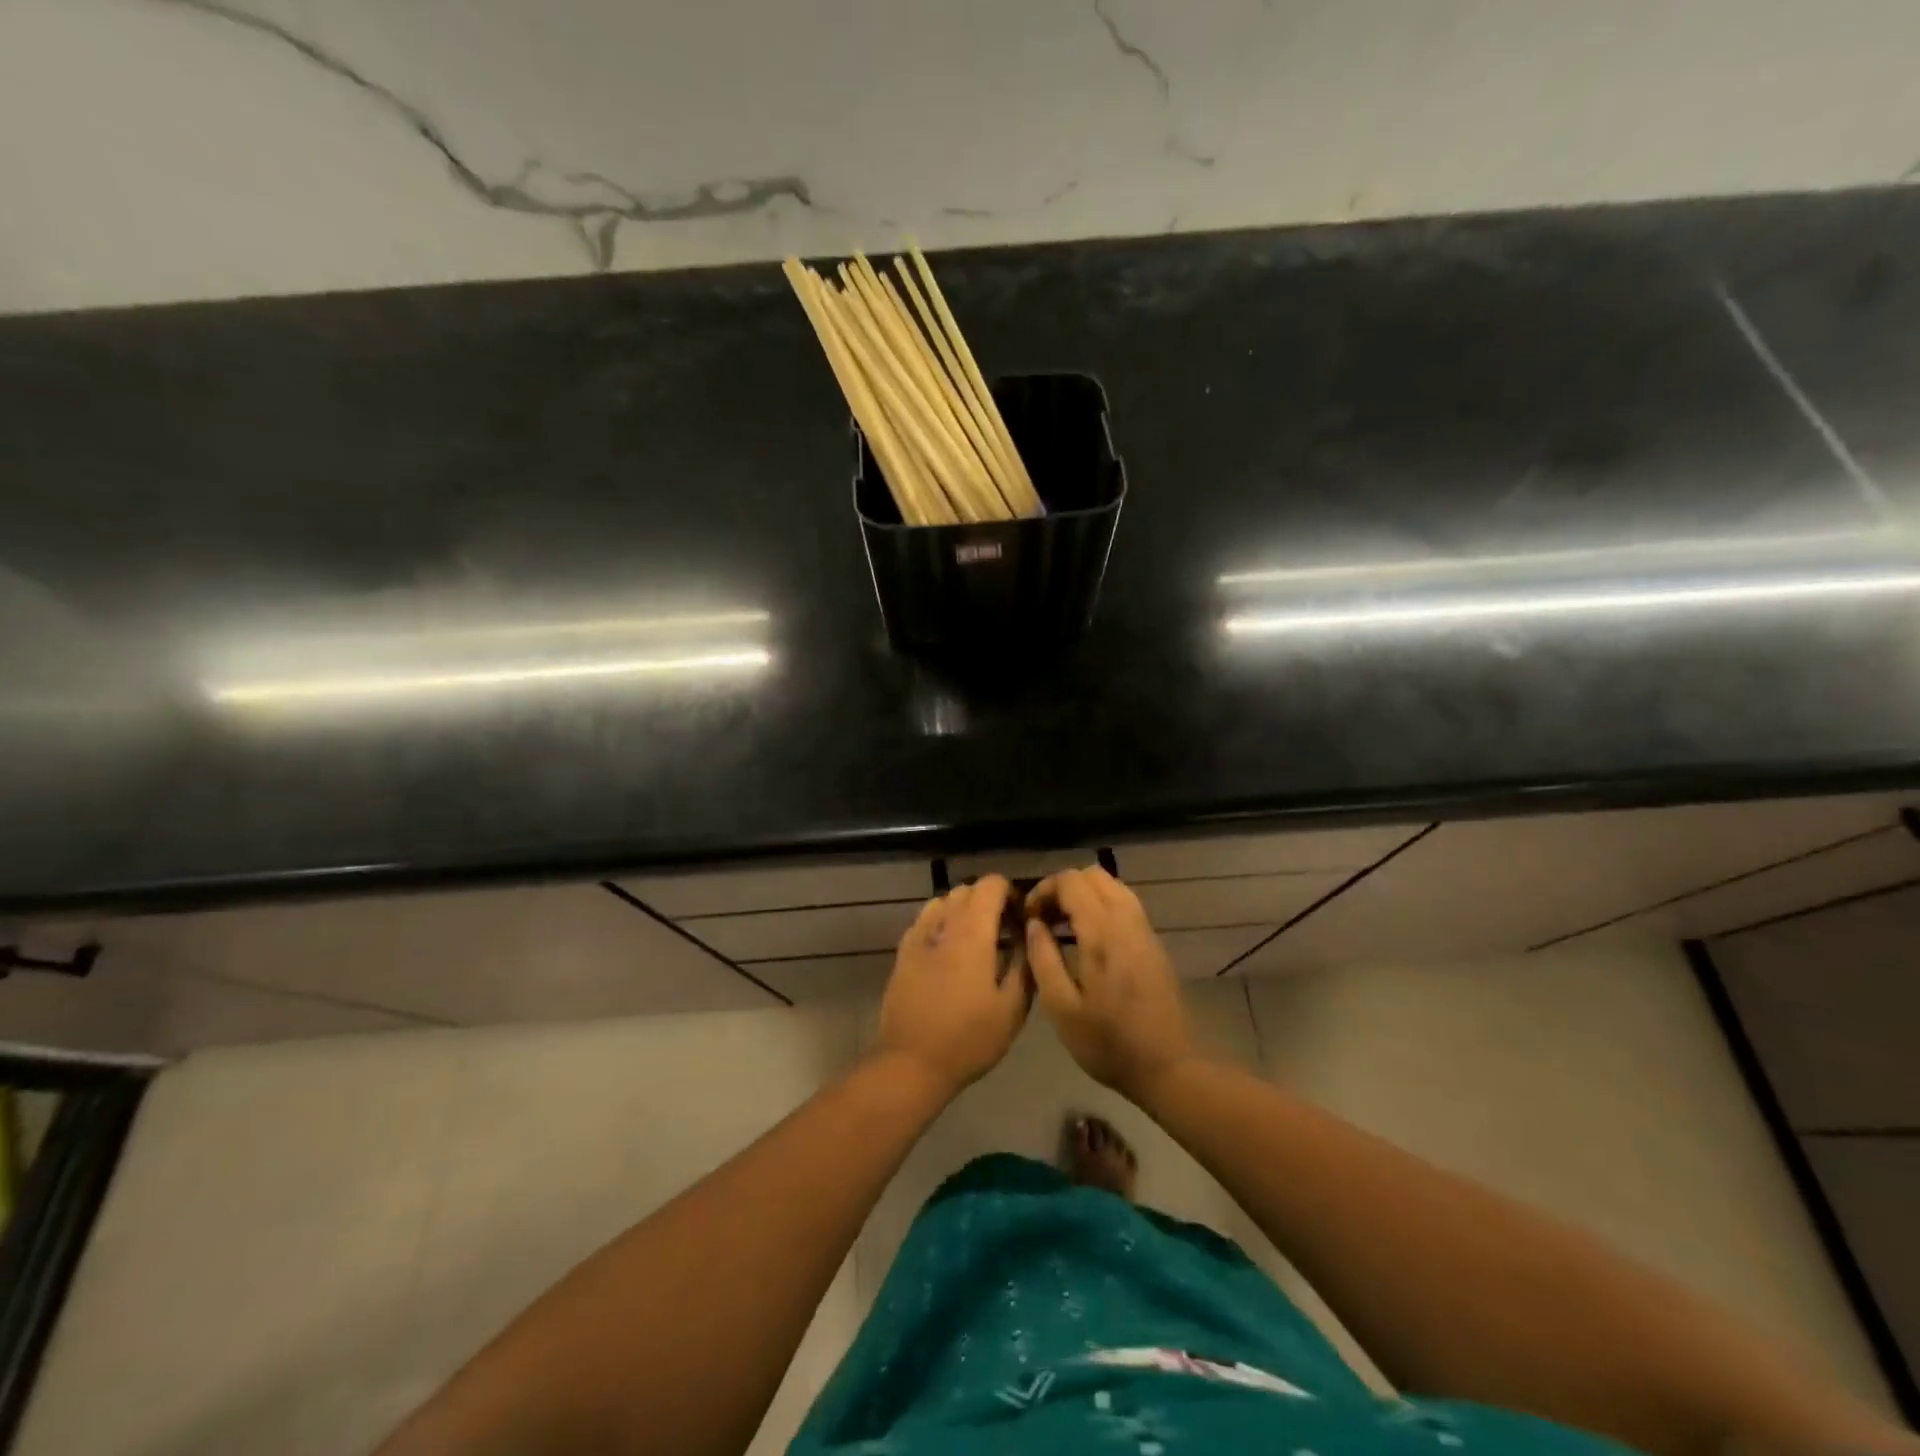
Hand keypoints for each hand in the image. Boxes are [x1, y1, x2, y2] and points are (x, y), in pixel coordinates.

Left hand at [877, 875, 1030, 1096]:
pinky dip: (942, 922)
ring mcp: (918, 936)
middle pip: (966, 890)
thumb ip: (1024, 965)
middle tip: (1004, 929)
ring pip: (943, 901)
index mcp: (972, 933)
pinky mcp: (902, 952)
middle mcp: (943, 924)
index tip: (1021, 917)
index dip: (1009, 892)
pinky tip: (949, 951)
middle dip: (988, 900)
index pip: (990, 885)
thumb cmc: (969, 1038)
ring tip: (976, 938)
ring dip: (963, 909)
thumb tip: (1029, 936)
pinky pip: (925, 920)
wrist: (911, 1062)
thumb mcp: (1012, 1009)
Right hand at [1024, 867, 1196, 1101]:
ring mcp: (1145, 930)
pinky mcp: (1154, 943)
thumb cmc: (1108, 1043)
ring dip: (1084, 895)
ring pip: (1112, 886)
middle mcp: (1127, 921)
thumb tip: (1034, 924)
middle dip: (1063, 887)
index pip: (1071, 881)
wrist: (1169, 1067)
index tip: (1029, 917)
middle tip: (1044, 918)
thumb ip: (1043, 958)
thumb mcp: (1061, 1008)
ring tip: (1063, 927)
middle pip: (1093, 875)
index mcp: (1102, 933)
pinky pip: (1125, 904)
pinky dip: (1101, 906)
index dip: (1044, 889)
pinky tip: (1088, 939)